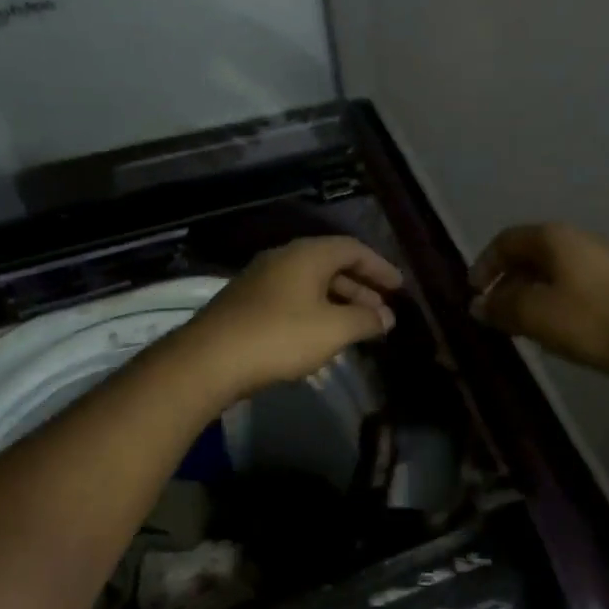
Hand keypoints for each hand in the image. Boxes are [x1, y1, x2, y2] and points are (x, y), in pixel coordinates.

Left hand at [181, 236, 402, 400]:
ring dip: (338, 300)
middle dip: (361, 287)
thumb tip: (386, 317)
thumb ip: (365, 320)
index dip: (379, 267)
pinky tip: (322, 334)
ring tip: (358, 326)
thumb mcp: (333, 329)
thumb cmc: (280, 336)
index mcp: (308, 254)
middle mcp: (284, 257)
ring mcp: (262, 279)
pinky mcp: (247, 302)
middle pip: (332, 264)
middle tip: (382, 311)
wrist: (209, 359)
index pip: (353, 248)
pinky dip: (316, 309)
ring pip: (311, 282)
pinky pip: (293, 297)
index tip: (399, 288)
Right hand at [469, 223, 608, 378]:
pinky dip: (554, 300)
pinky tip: (556, 327)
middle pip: (530, 254)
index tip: (474, 294)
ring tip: (522, 324)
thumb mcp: (534, 315)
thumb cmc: (589, 321)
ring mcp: (602, 259)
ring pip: (553, 271)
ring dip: (530, 293)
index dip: (484, 265)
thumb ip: (501, 306)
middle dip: (507, 281)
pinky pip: (573, 284)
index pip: (505, 241)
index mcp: (553, 238)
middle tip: (495, 312)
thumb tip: (478, 304)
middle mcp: (577, 239)